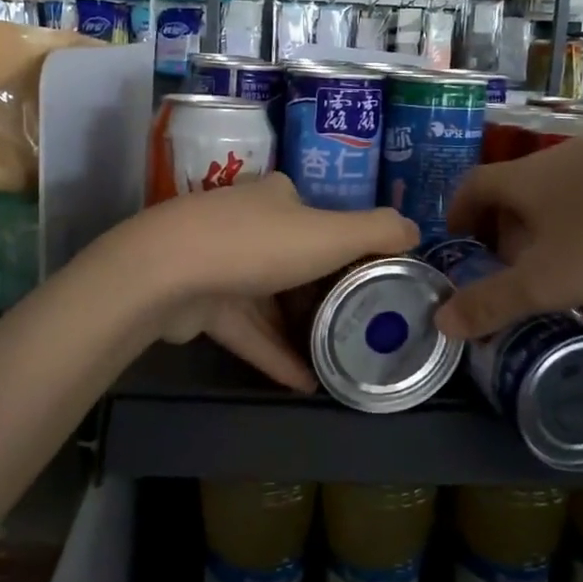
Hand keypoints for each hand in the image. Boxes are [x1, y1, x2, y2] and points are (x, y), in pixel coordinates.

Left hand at [111, 175, 419, 390]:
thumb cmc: (258, 245)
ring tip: (338, 360)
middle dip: (325, 295)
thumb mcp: (331, 233)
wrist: (167, 274)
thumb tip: (414, 229)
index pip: (319, 217)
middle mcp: (246, 223)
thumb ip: (379, 231)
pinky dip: (275, 354)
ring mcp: (218, 264)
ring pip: (270, 301)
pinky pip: (248, 331)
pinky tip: (306, 384)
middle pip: (295, 261)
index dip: (347, 246)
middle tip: (359, 326)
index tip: (373, 280)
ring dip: (302, 331)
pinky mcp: (201, 304)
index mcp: (276, 197)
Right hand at [432, 139, 582, 340]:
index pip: (473, 184)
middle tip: (509, 266)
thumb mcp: (546, 283)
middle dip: (503, 225)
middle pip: (516, 187)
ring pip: (560, 188)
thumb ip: (491, 302)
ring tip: (560, 260)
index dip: (458, 212)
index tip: (459, 243)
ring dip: (547, 221)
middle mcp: (562, 156)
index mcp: (528, 177)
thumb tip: (441, 322)